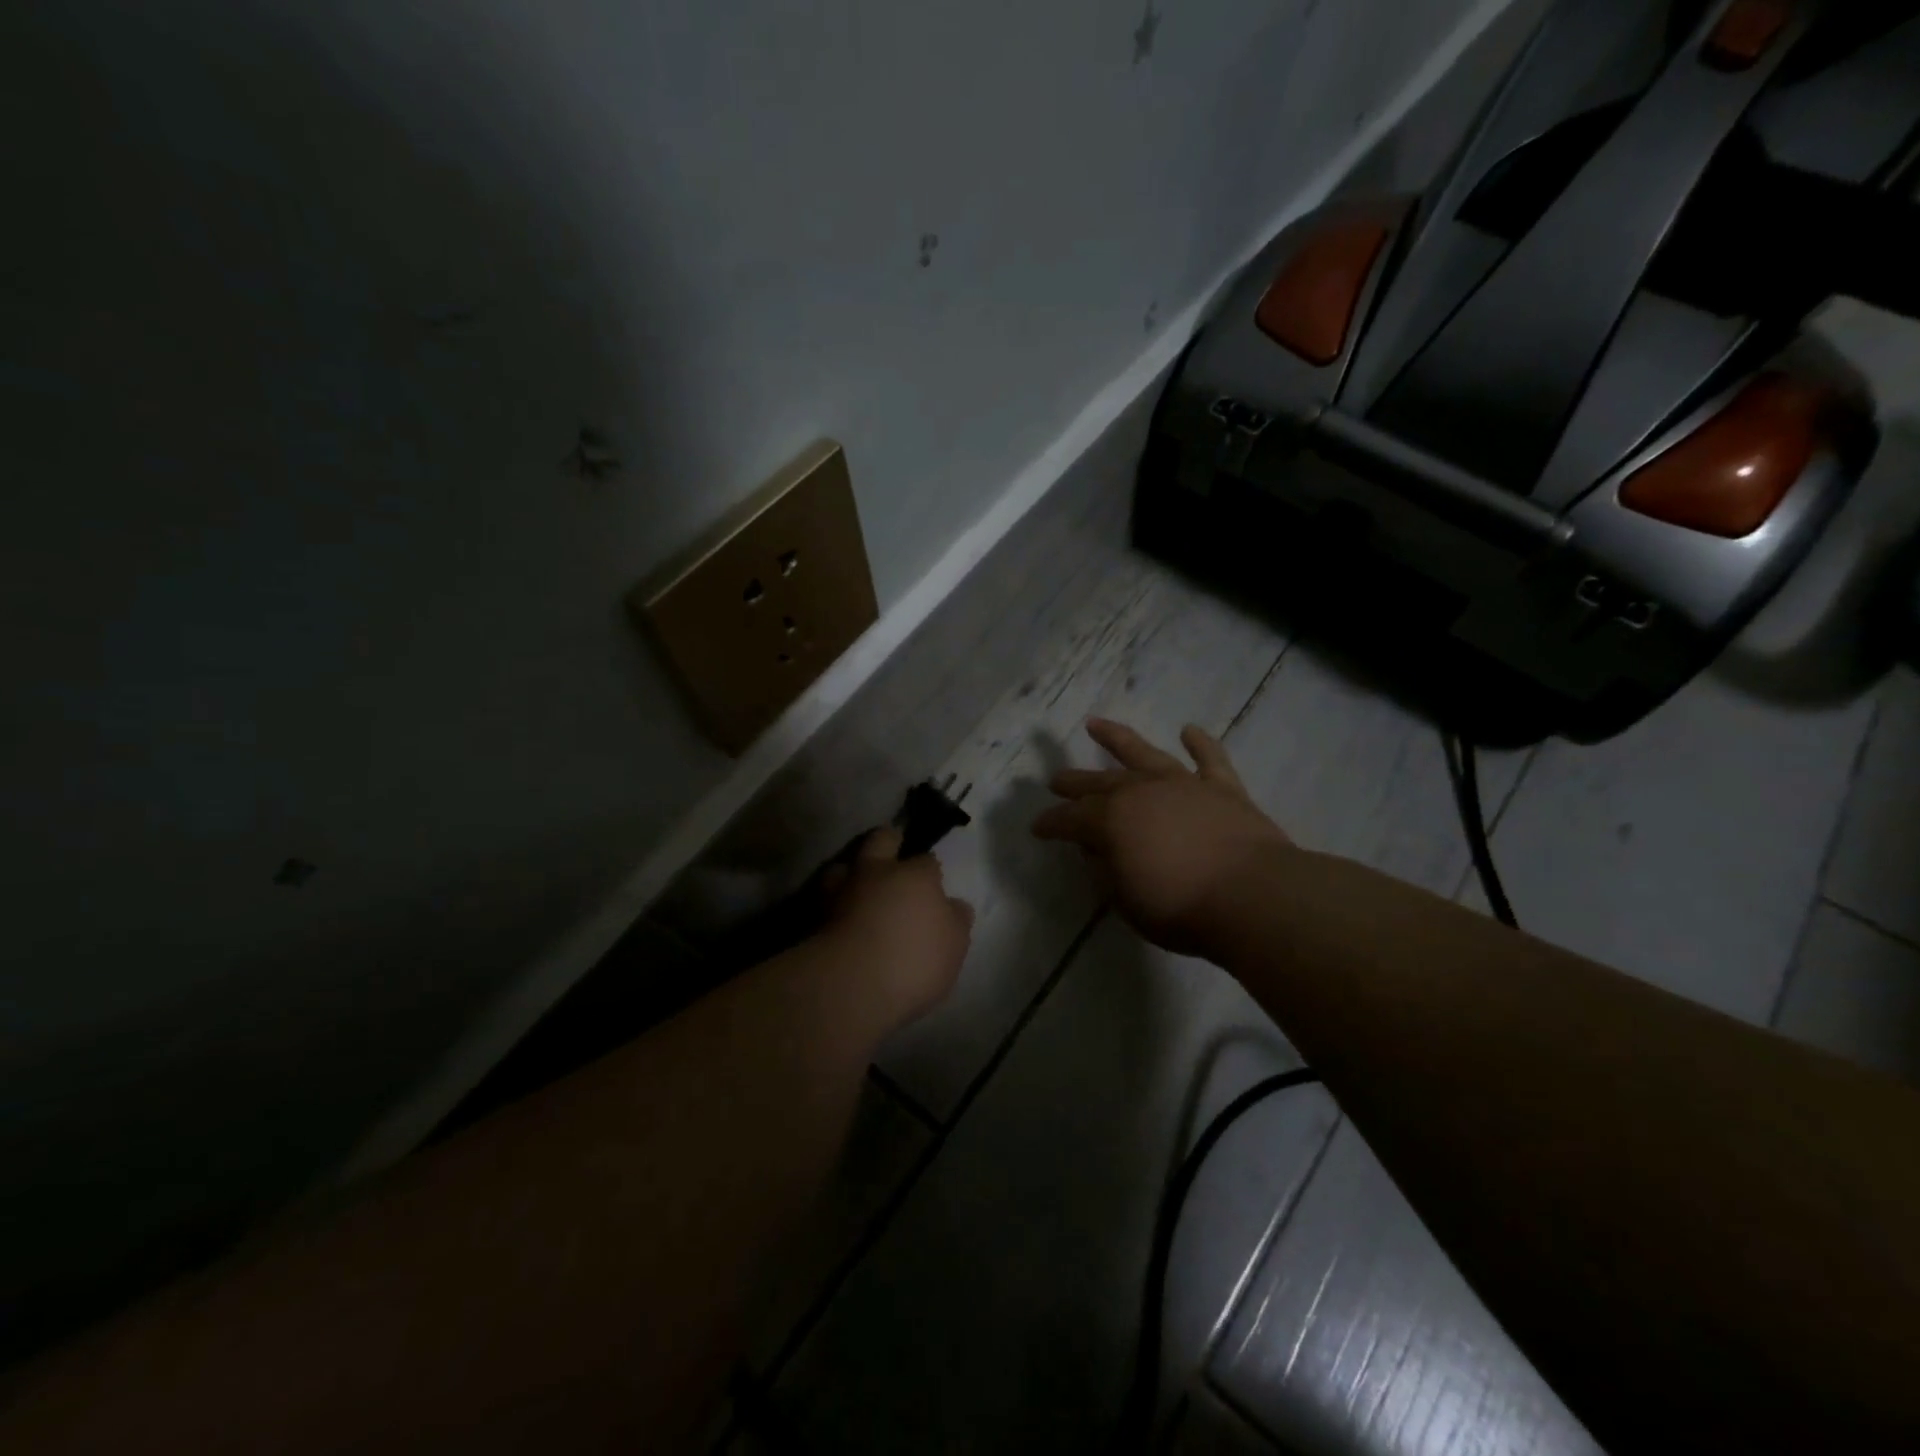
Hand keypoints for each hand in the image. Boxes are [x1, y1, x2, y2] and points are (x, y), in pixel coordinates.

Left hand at [821, 828, 973, 1029]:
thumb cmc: (914, 960)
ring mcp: (842, 891)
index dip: (930, 868)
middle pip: (881, 840)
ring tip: (857, 885)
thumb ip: (955, 920)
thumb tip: (955, 904)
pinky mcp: (815, 915)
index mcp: (915, 875)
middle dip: (889, 840)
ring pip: (843, 865)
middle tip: (894, 849)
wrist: (851, 985)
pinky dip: (833, 902)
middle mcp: (876, 872)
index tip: (933, 881)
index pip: (926, 860)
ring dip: (851, 871)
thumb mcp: (954, 945)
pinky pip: (825, 898)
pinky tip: (840, 915)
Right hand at [1031, 718, 1290, 954]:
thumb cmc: (1180, 907)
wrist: (1252, 896)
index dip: (1051, 823)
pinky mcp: (1222, 789)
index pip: (1069, 819)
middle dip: (1074, 782)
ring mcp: (1183, 785)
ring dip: (1118, 739)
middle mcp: (1141, 792)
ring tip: (1096, 724)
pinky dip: (1199, 743)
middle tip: (1055, 780)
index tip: (1037, 828)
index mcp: (1111, 820)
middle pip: (1099, 782)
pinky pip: (1209, 759)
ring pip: (1144, 753)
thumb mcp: (1125, 900)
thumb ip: (1105, 871)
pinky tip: (1189, 730)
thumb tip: (1095, 851)